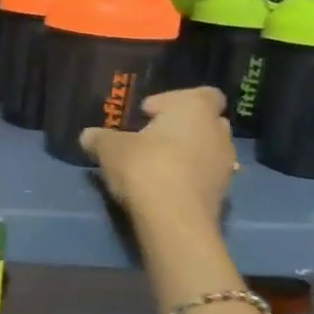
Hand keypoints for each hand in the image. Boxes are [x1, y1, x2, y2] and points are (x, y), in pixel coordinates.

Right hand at [81, 87, 235, 225]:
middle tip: (152, 139)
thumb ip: (99, 137)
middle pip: (206, 122)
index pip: (202, 94)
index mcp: (195, 108)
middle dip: (182, 128)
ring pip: (207, 150)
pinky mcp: (224, 194)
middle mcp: (218, 131)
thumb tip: (88, 135)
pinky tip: (165, 188)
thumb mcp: (109, 148)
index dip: (174, 101)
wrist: (174, 220)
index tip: (148, 115)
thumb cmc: (145, 167)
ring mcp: (225, 164)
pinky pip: (205, 176)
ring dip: (188, 154)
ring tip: (158, 167)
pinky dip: (190, 178)